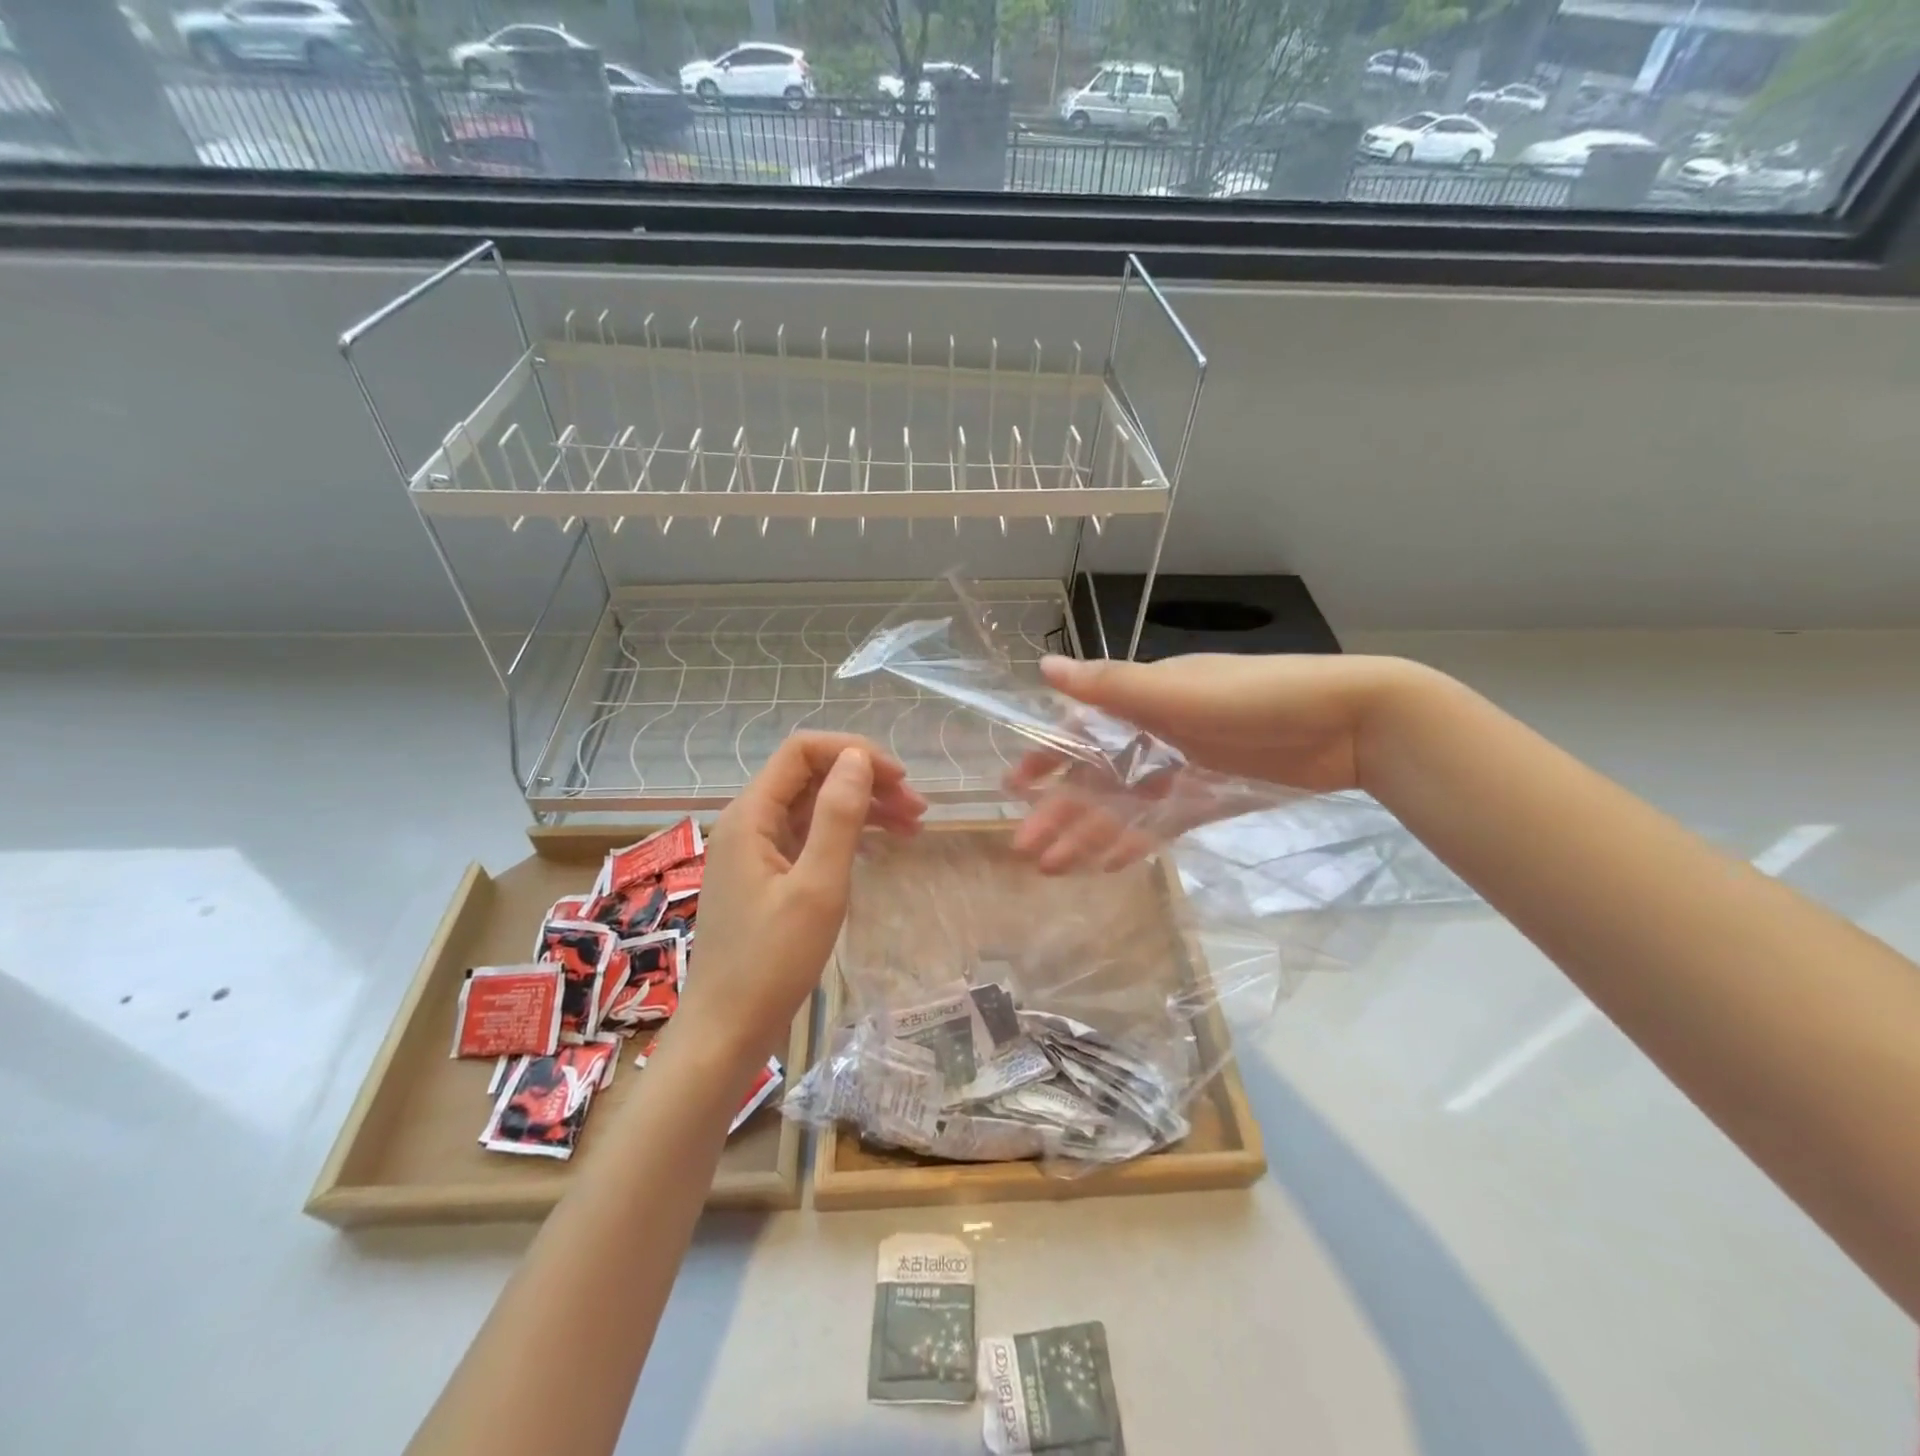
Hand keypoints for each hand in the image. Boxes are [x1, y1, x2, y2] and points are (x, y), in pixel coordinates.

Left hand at [676, 732, 925, 1067]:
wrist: (727, 1030)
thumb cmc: (771, 961)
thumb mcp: (817, 886)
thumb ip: (838, 816)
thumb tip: (858, 757)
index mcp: (751, 815)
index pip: (802, 751)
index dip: (853, 752)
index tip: (900, 779)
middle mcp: (749, 822)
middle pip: (811, 776)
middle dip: (866, 781)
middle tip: (918, 808)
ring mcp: (756, 849)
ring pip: (815, 806)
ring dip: (863, 807)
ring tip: (913, 825)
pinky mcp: (767, 875)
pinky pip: (811, 836)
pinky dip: (847, 834)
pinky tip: (880, 845)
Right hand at [1008, 652, 1419, 872]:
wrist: (1351, 722)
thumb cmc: (1257, 698)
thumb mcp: (1178, 691)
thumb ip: (1111, 688)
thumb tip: (1042, 668)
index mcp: (1145, 700)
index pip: (1080, 731)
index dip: (1047, 759)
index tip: (1014, 788)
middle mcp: (1157, 732)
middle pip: (1098, 778)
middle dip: (1061, 813)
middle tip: (1026, 850)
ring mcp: (1184, 767)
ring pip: (1125, 806)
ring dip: (1090, 834)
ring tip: (1055, 869)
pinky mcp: (1213, 796)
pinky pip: (1163, 822)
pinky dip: (1136, 841)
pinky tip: (1109, 865)